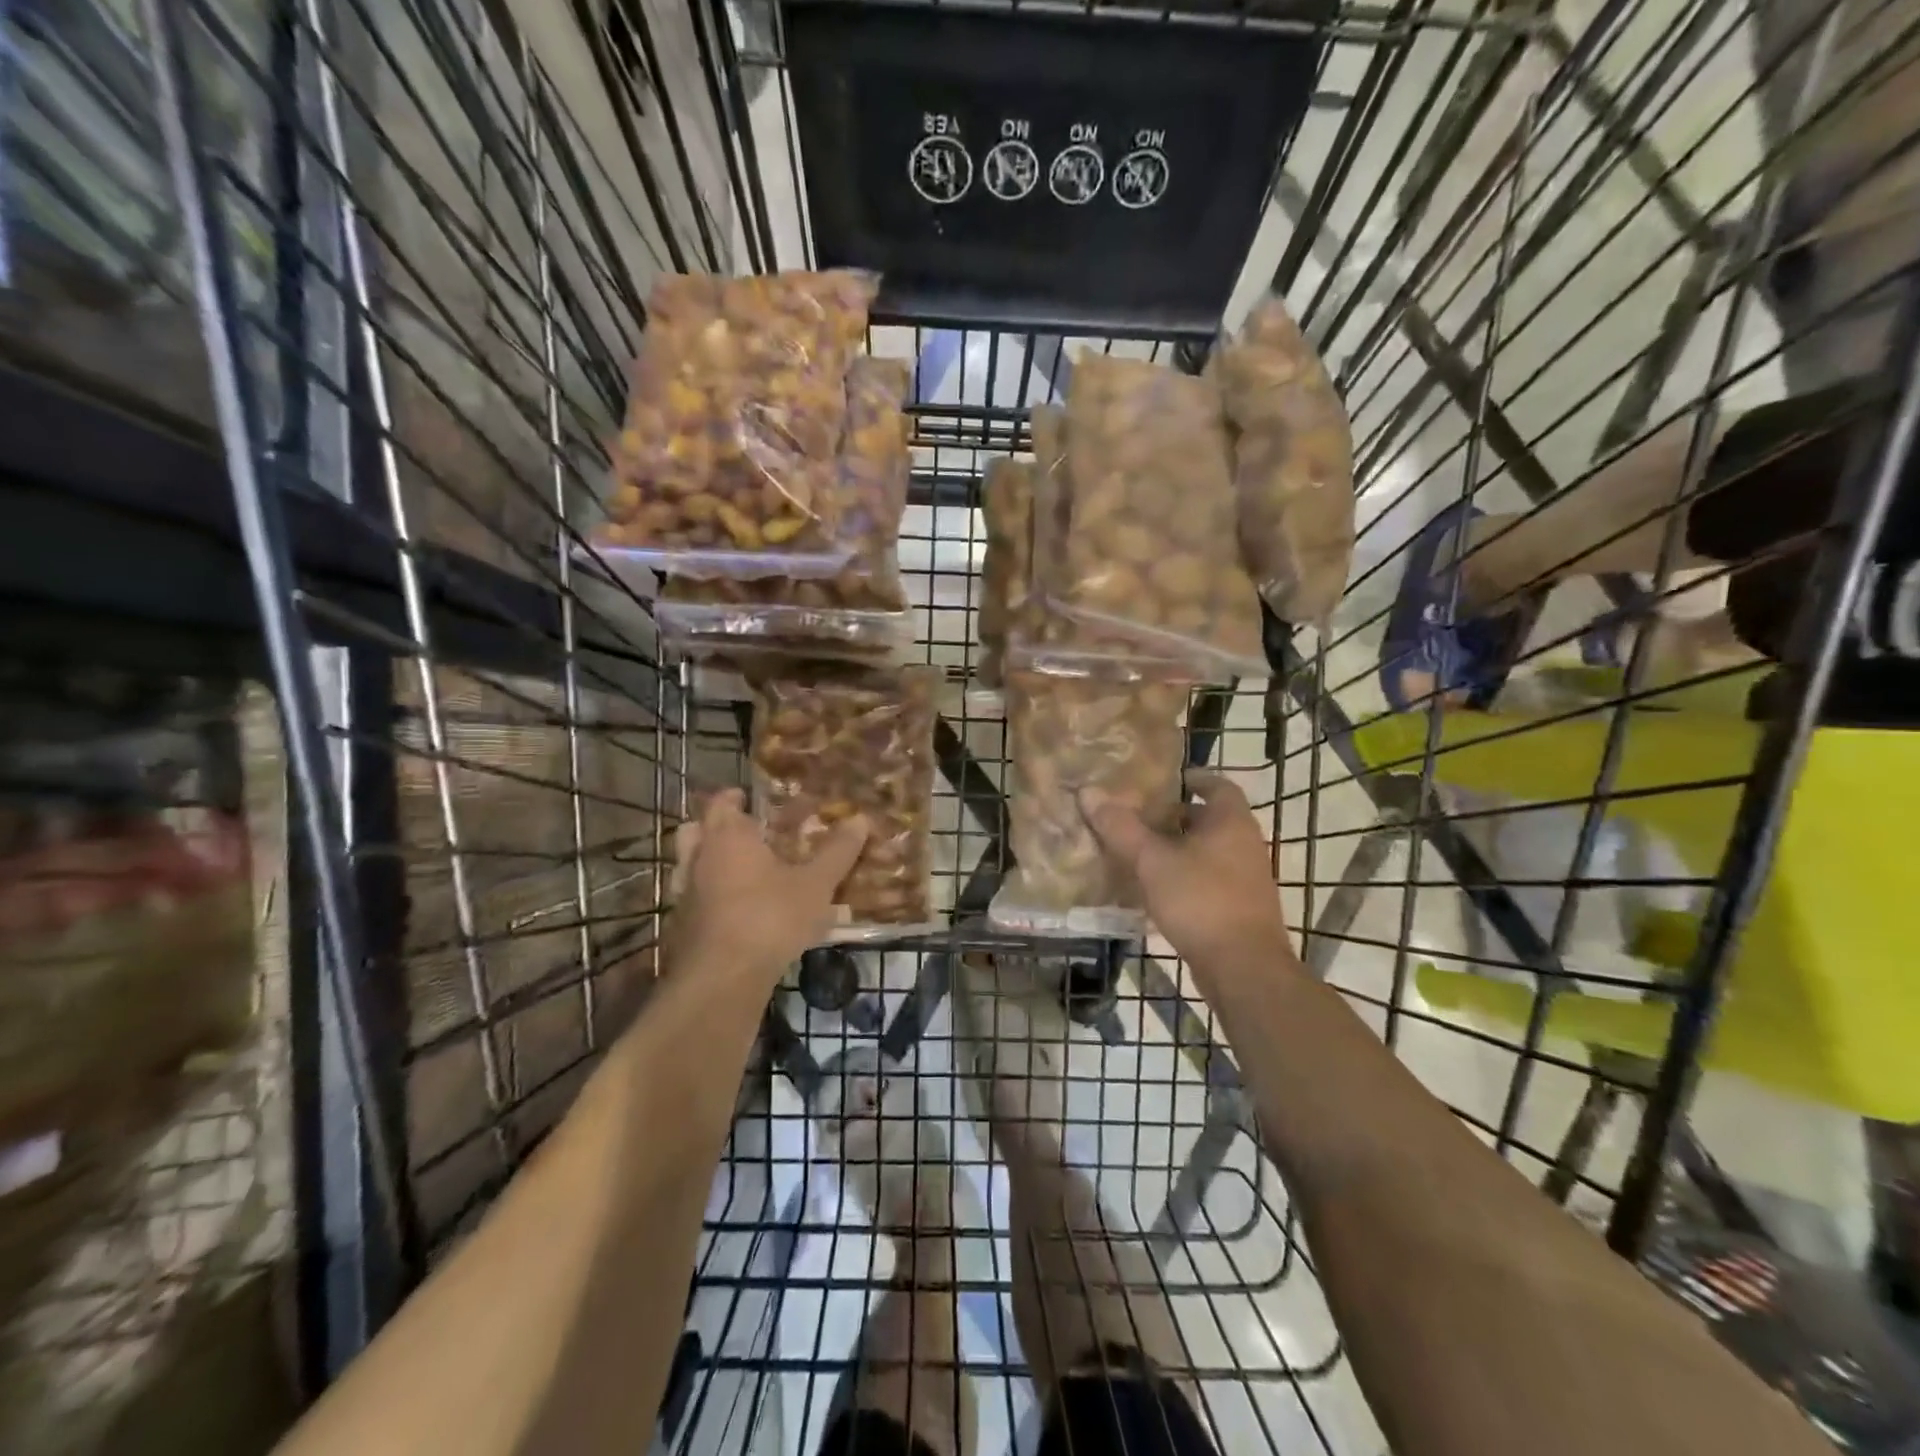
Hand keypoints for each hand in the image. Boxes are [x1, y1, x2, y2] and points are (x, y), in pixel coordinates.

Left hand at [665, 789, 867, 983]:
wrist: (722, 979)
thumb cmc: (769, 918)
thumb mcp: (815, 885)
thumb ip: (837, 852)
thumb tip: (860, 818)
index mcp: (727, 837)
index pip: (721, 803)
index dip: (734, 797)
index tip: (749, 797)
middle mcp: (699, 858)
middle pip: (696, 830)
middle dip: (716, 827)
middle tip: (745, 832)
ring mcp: (685, 894)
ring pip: (690, 866)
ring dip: (710, 862)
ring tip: (741, 870)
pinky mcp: (682, 927)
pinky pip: (694, 898)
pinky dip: (710, 896)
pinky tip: (736, 910)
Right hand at [1080, 773, 1289, 985]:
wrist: (1244, 968)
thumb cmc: (1200, 900)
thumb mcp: (1152, 861)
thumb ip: (1121, 828)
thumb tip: (1088, 792)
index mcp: (1231, 821)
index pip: (1217, 784)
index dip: (1191, 778)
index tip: (1162, 781)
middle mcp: (1245, 843)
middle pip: (1210, 819)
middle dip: (1175, 816)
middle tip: (1138, 816)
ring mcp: (1247, 878)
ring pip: (1208, 851)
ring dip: (1178, 849)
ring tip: (1139, 851)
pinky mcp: (1241, 908)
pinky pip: (1209, 879)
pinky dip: (1185, 876)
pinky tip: (1155, 889)